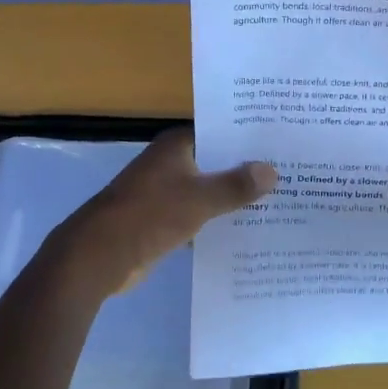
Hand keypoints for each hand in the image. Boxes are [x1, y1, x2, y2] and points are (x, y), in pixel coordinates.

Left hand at [47, 128, 276, 295]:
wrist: (98, 256)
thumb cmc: (149, 215)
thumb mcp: (200, 199)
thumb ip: (236, 185)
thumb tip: (272, 171)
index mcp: (177, 145)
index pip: (221, 132)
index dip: (249, 139)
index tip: (282, 145)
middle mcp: (171, 162)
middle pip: (217, 162)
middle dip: (247, 171)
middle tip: (289, 175)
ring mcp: (165, 191)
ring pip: (209, 190)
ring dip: (233, 198)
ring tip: (277, 202)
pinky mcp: (162, 219)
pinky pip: (199, 214)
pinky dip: (218, 220)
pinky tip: (247, 229)